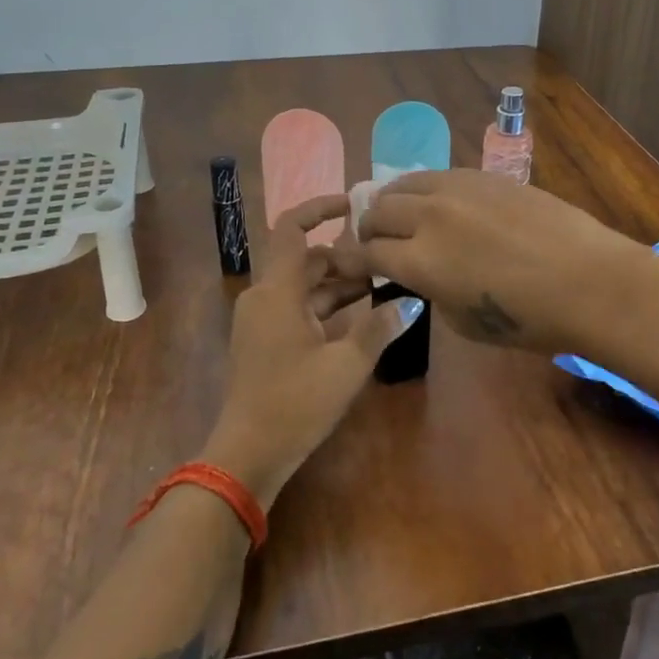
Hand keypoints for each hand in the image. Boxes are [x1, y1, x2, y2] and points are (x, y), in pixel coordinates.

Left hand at [202, 195, 418, 509]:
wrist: (248, 453)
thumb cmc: (296, 404)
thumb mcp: (347, 365)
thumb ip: (379, 328)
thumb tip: (409, 301)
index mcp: (277, 291)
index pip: (292, 228)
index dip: (319, 208)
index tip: (353, 205)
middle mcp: (264, 297)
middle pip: (305, 259)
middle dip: (344, 256)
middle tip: (386, 260)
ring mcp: (261, 320)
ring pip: (303, 286)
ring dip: (338, 283)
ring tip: (382, 286)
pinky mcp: (265, 341)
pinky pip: (297, 308)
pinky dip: (326, 306)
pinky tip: (360, 316)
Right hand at [327, 169, 646, 353]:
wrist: (589, 281)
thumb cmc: (530, 319)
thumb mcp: (465, 322)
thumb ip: (433, 292)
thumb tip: (425, 275)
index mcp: (419, 261)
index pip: (366, 252)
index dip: (352, 260)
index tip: (349, 264)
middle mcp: (428, 217)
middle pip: (377, 210)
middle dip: (367, 228)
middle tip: (375, 241)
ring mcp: (458, 189)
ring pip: (404, 182)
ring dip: (392, 201)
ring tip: (400, 214)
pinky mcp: (485, 175)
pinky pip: (440, 175)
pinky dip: (425, 189)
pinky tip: (438, 202)